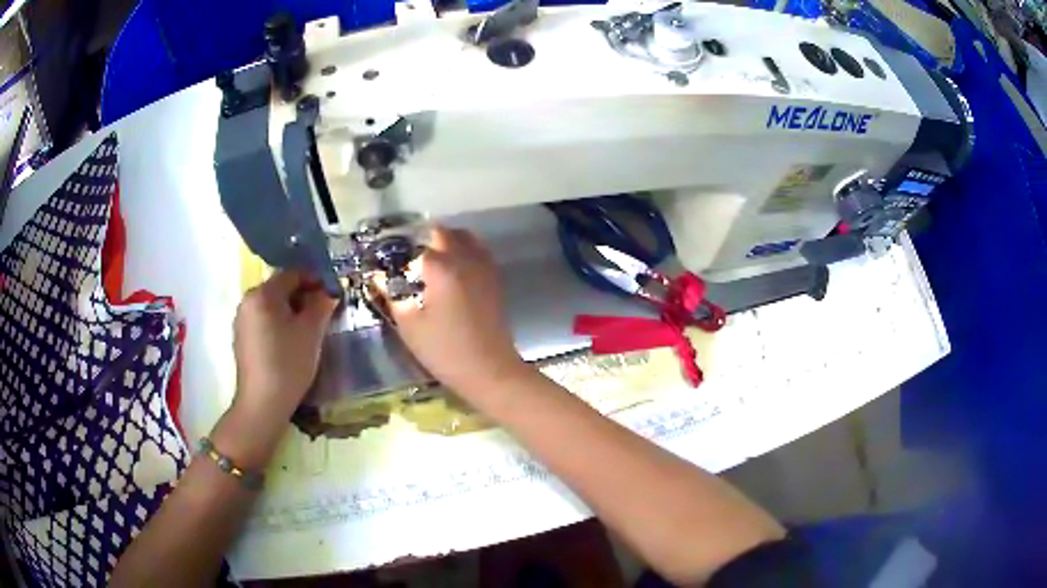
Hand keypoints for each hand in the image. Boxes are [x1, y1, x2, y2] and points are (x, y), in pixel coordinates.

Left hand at [232, 271, 337, 422]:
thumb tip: (329, 291)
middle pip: (280, 289)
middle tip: (325, 312)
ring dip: (292, 311)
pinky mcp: (242, 339)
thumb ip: (321, 304)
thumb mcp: (311, 332)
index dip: (315, 279)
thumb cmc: (288, 363)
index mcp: (262, 294)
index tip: (333, 293)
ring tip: (311, 329)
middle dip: (304, 296)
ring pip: (272, 306)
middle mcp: (247, 301)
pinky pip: (264, 321)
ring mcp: (242, 321)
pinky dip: (279, 324)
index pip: (293, 274)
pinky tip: (292, 343)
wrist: (263, 404)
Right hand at [384, 227, 529, 399]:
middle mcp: (465, 259)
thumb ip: (392, 296)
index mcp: (441, 267)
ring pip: (466, 238)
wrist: (490, 370)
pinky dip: (465, 252)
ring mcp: (484, 268)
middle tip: (409, 259)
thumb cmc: (444, 350)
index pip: (416, 248)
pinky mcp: (495, 280)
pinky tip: (453, 273)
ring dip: (448, 242)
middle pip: (444, 233)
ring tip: (431, 262)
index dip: (400, 254)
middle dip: (424, 240)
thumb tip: (379, 278)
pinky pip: (479, 253)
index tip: (389, 264)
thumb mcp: (409, 326)